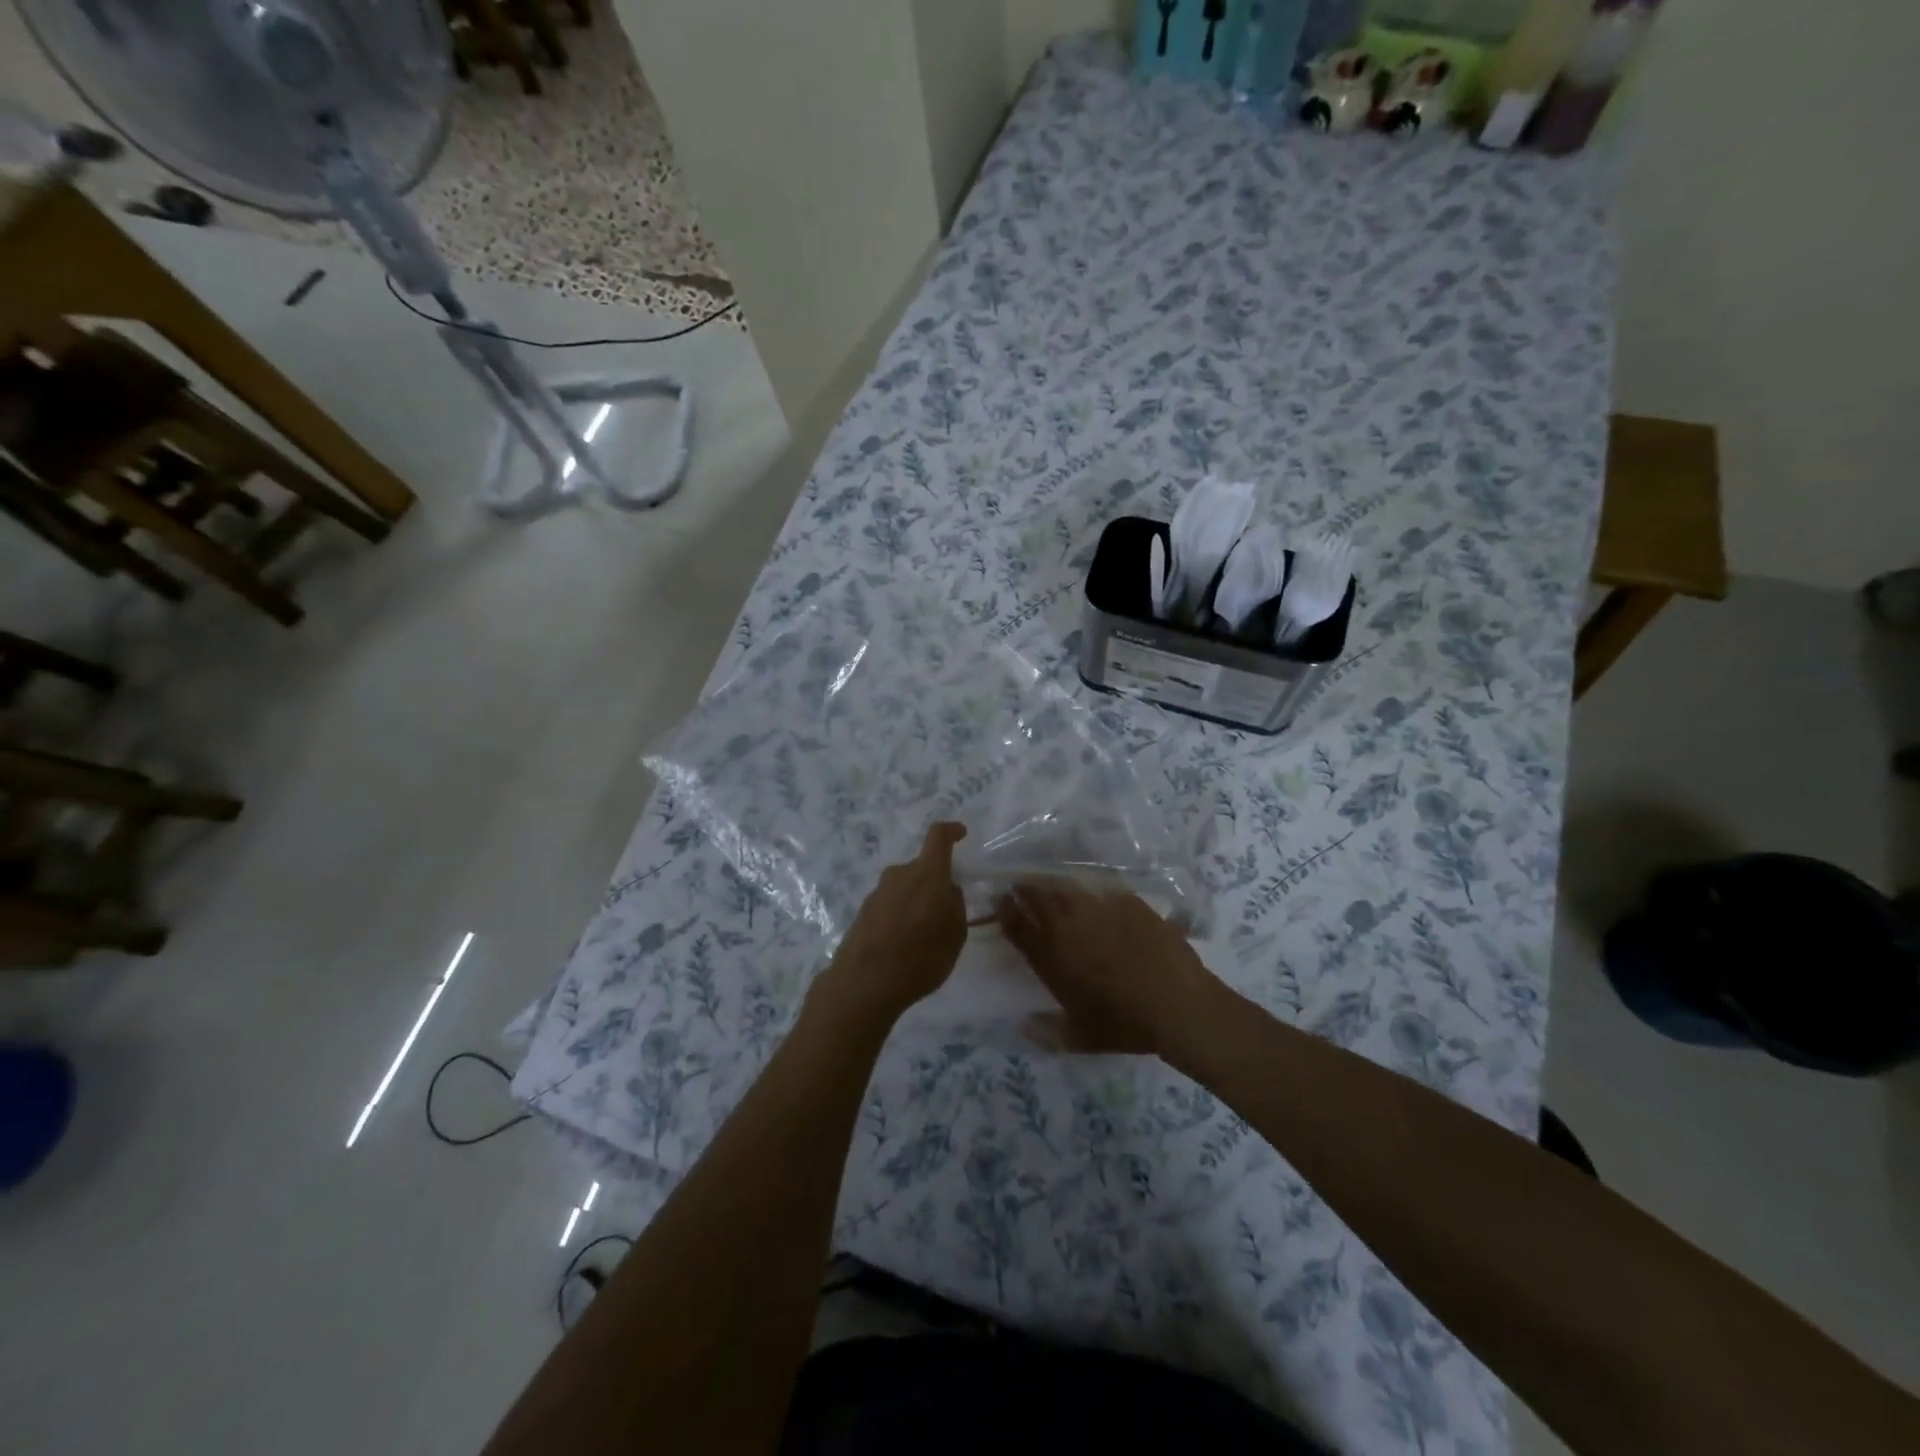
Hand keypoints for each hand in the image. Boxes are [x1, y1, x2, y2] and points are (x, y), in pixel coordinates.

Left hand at [810, 823, 969, 1027]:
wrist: (865, 983)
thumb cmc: (921, 956)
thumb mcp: (956, 934)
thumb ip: (955, 905)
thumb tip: (947, 891)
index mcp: (927, 873)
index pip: (938, 837)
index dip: (951, 831)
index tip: (961, 834)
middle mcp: (899, 875)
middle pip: (921, 868)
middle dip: (934, 883)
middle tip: (945, 913)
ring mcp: (877, 893)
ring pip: (904, 888)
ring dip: (915, 903)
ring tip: (923, 936)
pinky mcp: (862, 912)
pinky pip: (889, 906)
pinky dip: (899, 918)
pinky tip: (902, 947)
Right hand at [995, 879, 1225, 1058]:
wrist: (1177, 1004)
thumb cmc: (1125, 1025)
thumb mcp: (1081, 1038)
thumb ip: (1048, 1032)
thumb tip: (1024, 1025)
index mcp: (1053, 958)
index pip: (1019, 928)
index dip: (1006, 911)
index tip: (1000, 899)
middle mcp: (1070, 928)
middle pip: (1040, 899)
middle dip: (1025, 889)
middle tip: (1019, 883)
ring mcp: (1100, 910)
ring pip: (1068, 889)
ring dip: (1053, 884)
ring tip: (1049, 882)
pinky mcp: (1128, 902)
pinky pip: (1103, 890)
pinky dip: (1092, 890)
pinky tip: (1093, 892)